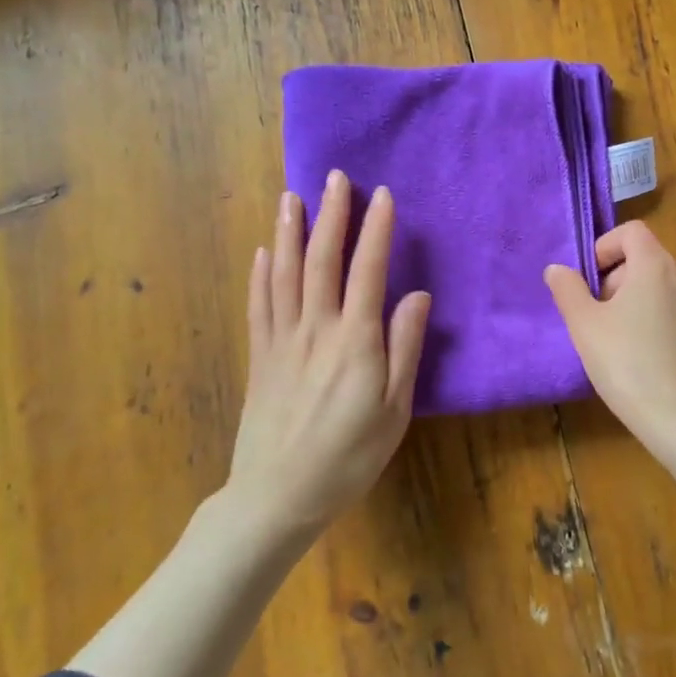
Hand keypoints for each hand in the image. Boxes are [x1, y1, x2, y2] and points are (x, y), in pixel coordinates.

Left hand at [227, 170, 430, 535]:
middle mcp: (315, 330)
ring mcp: (282, 341)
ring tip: (292, 197)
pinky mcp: (260, 358)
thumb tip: (416, 294)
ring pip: (284, 274)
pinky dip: (261, 273)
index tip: (381, 195)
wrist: (277, 498)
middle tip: (335, 178)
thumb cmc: (349, 457)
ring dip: (290, 232)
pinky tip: (264, 251)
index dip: (375, 230)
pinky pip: (259, 305)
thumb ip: (405, 348)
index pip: (367, 271)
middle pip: (321, 261)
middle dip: (330, 215)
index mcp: (355, 341)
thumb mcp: (394, 409)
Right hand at [545, 221, 675, 450]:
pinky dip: (669, 327)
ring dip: (645, 306)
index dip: (606, 247)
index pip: (632, 232)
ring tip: (628, 346)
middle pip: (648, 263)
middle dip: (620, 284)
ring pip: (669, 292)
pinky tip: (658, 364)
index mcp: (657, 266)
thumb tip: (557, 268)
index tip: (590, 282)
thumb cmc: (629, 367)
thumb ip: (568, 290)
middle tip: (601, 322)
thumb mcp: (585, 327)